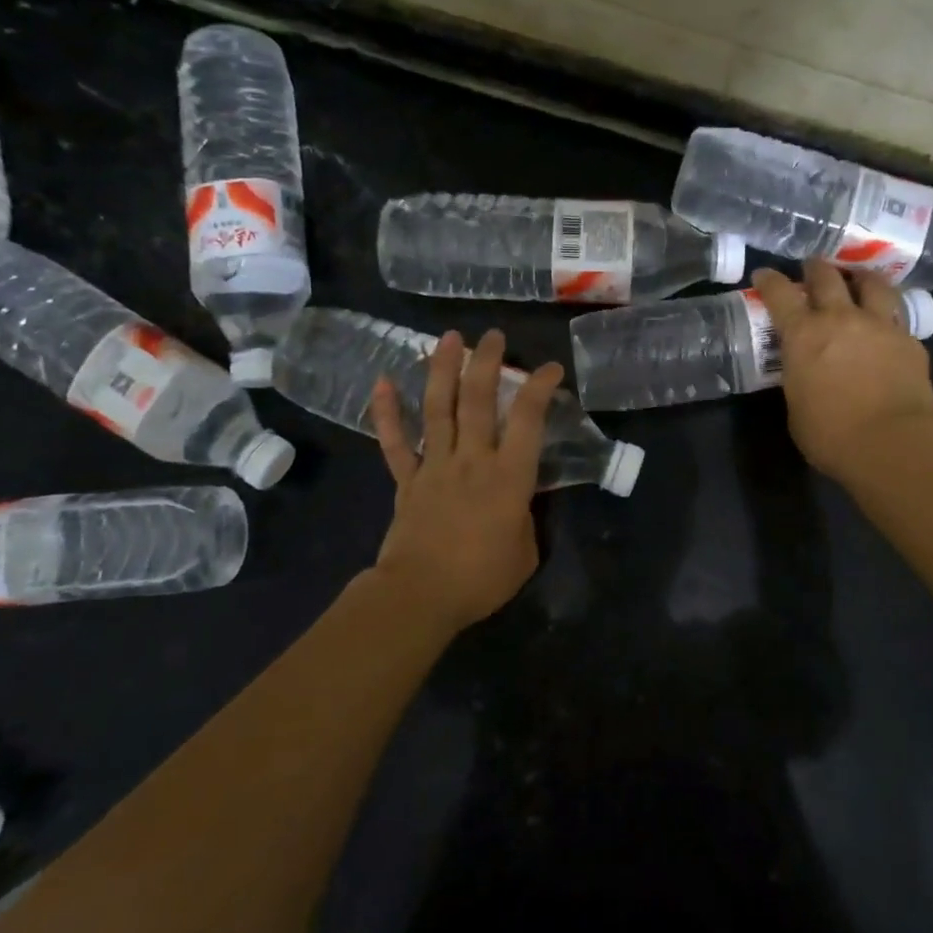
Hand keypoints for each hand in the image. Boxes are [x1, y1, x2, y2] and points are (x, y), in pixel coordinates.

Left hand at [368, 329, 561, 629]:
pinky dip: (387, 412)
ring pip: (439, 408)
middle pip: (479, 400)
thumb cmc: (482, 578)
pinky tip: (382, 382)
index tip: (550, 368)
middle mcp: (472, 459)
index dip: (540, 387)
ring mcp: (435, 466)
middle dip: (487, 362)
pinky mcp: (407, 480)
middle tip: (493, 336)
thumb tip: (517, 501)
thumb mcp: (526, 550)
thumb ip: (525, 516)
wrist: (421, 596)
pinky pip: (395, 442)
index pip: (529, 419)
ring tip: (447, 337)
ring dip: (442, 369)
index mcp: (509, 476)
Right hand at [751, 260, 932, 482]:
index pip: (780, 294)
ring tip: (858, 280)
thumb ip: (798, 377)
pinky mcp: (910, 341)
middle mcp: (841, 318)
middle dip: (816, 268)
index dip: (769, 280)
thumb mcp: (796, 405)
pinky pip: (897, 317)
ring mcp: (880, 325)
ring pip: (873, 283)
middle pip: (827, 276)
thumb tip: (804, 371)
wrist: (891, 444)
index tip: (763, 275)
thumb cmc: (830, 434)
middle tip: (812, 269)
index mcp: (804, 334)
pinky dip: (888, 316)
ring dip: (861, 277)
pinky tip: (886, 327)